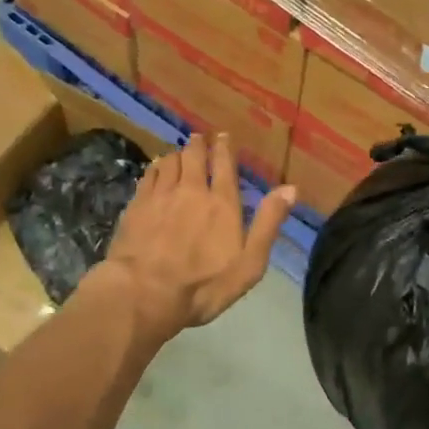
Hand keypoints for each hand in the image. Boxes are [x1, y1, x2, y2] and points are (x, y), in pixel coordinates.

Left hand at [97, 132, 295, 339]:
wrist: (145, 293)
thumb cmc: (203, 285)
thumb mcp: (249, 263)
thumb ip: (268, 223)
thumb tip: (290, 188)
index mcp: (222, 202)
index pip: (224, 163)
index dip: (224, 147)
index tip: (223, 136)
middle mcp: (191, 189)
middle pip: (194, 155)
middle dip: (198, 144)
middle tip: (199, 138)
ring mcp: (161, 194)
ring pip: (170, 161)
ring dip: (177, 154)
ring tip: (179, 153)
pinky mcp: (137, 204)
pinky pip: (149, 175)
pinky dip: (156, 168)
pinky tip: (156, 170)